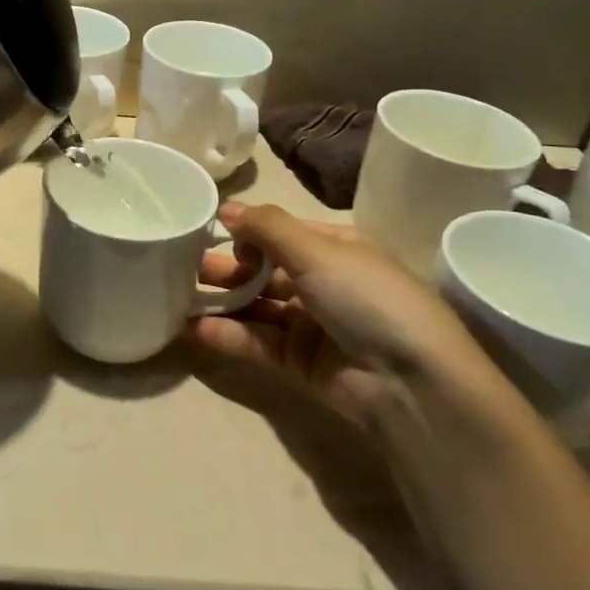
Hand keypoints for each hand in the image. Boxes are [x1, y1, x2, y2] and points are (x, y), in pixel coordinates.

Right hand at [189, 202, 500, 430]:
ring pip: (258, 307)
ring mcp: (313, 324)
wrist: (410, 382)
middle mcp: (325, 282)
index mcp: (337, 248)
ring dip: (222, 301)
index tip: (209, 230)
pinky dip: (230, 334)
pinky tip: (197, 329)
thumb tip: (226, 207)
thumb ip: (266, 227)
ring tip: (179, 297)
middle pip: (266, 270)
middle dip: (228, 267)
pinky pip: (259, 342)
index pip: (282, 232)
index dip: (247, 230)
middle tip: (182, 265)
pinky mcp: (301, 363)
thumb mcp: (317, 250)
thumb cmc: (366, 298)